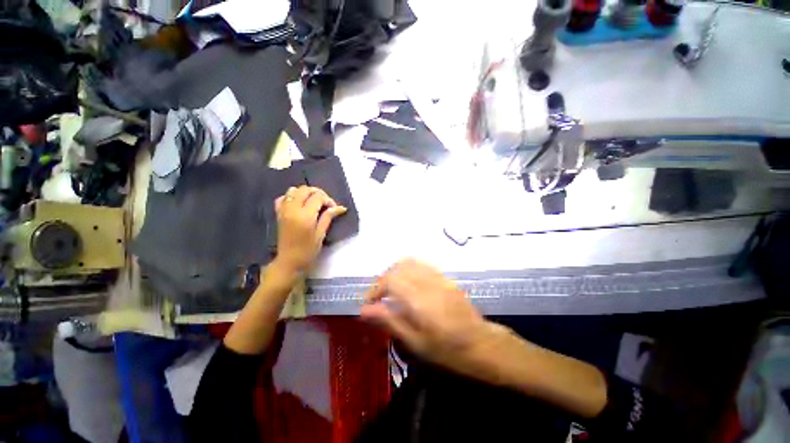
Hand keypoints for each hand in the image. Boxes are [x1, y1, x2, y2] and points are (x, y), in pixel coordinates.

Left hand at [274, 186, 346, 272]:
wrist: (289, 261)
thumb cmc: (308, 250)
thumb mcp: (321, 233)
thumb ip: (328, 217)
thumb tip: (341, 207)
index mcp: (305, 215)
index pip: (318, 196)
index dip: (328, 199)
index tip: (334, 208)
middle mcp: (293, 209)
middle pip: (305, 189)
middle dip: (318, 193)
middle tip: (325, 203)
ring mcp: (283, 210)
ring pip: (293, 190)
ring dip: (305, 193)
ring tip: (313, 202)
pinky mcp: (278, 213)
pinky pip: (283, 197)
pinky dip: (292, 196)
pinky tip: (299, 204)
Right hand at [360, 259, 501, 376]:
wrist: (481, 343)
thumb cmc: (447, 349)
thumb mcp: (415, 342)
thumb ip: (389, 321)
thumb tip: (364, 310)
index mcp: (419, 299)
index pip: (390, 280)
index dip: (375, 288)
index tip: (369, 303)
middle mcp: (427, 282)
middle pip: (398, 267)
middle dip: (384, 280)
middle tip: (380, 297)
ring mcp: (438, 277)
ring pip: (410, 262)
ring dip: (396, 272)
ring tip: (393, 290)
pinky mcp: (445, 277)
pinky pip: (422, 265)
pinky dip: (410, 270)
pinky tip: (410, 285)